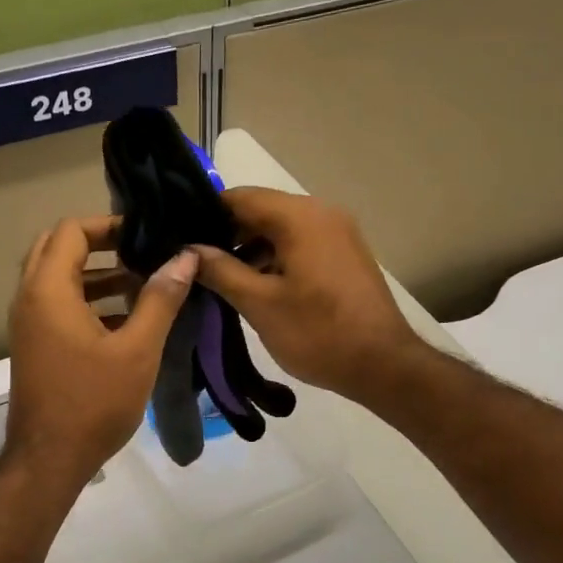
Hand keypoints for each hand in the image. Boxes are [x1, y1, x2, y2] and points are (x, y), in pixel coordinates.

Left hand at [5, 216, 197, 487]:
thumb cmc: (94, 402)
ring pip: (56, 279)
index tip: (146, 236)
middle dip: (100, 245)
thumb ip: (160, 299)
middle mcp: (29, 299)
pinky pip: (57, 306)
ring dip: (95, 274)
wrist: (50, 458)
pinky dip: (87, 300)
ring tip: (141, 283)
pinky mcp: (34, 347)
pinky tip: (125, 319)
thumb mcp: (137, 349)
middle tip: (141, 253)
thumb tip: (185, 257)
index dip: (110, 225)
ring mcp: (27, 325)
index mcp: (48, 291)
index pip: (71, 230)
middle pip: (57, 249)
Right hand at [191, 188, 423, 406]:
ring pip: (281, 230)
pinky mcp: (345, 256)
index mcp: (300, 216)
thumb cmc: (317, 333)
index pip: (239, 197)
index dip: (204, 214)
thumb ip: (220, 270)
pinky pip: (300, 245)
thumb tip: (187, 250)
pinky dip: (275, 259)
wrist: (383, 365)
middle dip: (226, 235)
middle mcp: (322, 213)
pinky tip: (255, 287)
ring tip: (220, 280)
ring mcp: (338, 234)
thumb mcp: (260, 304)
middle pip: (261, 211)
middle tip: (194, 264)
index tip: (179, 239)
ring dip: (250, 250)